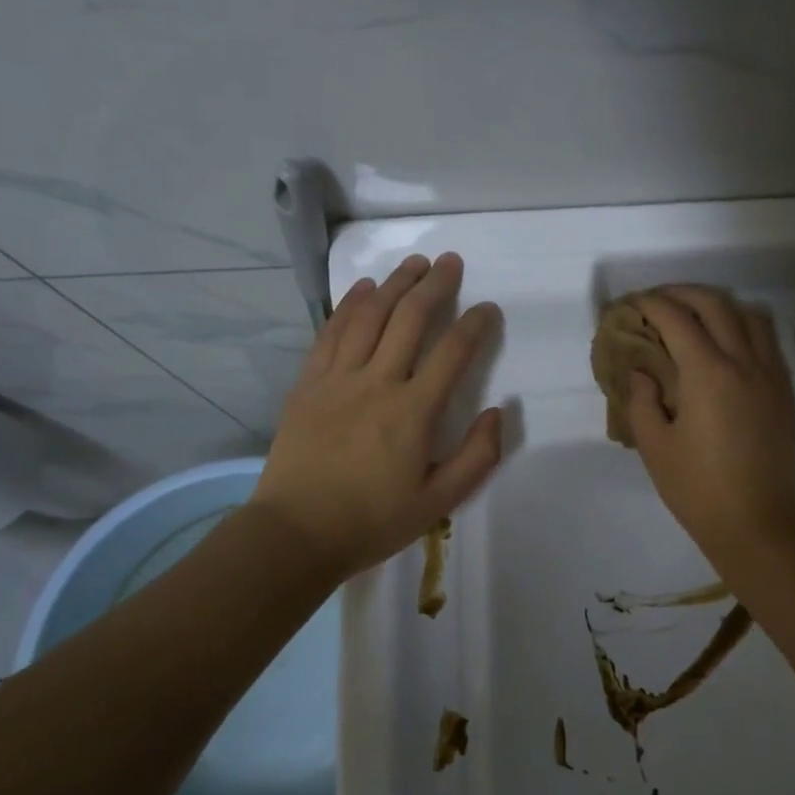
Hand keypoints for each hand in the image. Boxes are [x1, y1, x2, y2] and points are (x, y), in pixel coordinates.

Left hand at [251, 252, 503, 582]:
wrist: (296, 532)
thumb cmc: (373, 521)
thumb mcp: (439, 502)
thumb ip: (478, 457)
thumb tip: (498, 412)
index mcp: (414, 412)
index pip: (453, 352)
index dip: (476, 324)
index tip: (488, 309)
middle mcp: (377, 382)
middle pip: (410, 319)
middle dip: (435, 285)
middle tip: (451, 262)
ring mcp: (337, 378)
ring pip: (370, 315)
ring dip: (395, 284)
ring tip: (414, 263)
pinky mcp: (308, 383)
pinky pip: (331, 331)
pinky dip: (350, 304)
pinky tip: (363, 288)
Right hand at [622, 286, 794, 565]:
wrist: (759, 523)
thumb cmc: (699, 489)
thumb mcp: (655, 447)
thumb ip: (642, 401)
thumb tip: (642, 372)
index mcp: (708, 373)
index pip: (677, 319)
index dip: (652, 304)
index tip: (633, 304)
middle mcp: (744, 362)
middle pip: (716, 305)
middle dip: (684, 294)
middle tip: (660, 302)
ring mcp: (771, 375)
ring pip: (750, 315)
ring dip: (720, 306)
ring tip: (697, 317)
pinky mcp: (785, 392)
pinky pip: (767, 341)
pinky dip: (744, 327)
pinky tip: (727, 347)